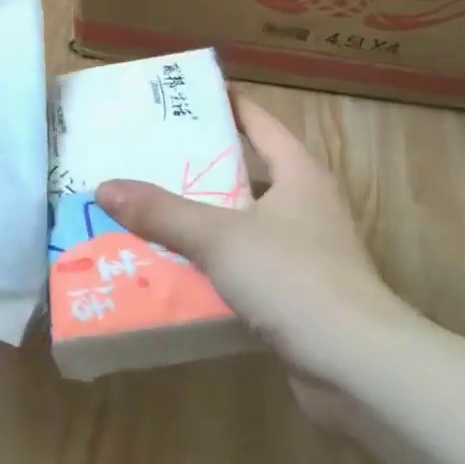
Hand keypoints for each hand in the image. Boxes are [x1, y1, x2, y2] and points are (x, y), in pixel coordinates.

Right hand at [95, 95, 412, 398]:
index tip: (189, 96)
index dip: (228, 104)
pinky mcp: (299, 295)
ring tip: (153, 212)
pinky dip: (216, 265)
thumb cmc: (293, 278)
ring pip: (245, 224)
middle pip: (249, 173)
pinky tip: (178, 271)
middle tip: (151, 157)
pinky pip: (247, 267)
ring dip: (205, 220)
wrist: (358, 367)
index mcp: (299, 174)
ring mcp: (306, 253)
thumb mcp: (219, 237)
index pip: (260, 123)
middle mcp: (307, 206)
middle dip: (203, 166)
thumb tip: (105, 187)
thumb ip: (162, 212)